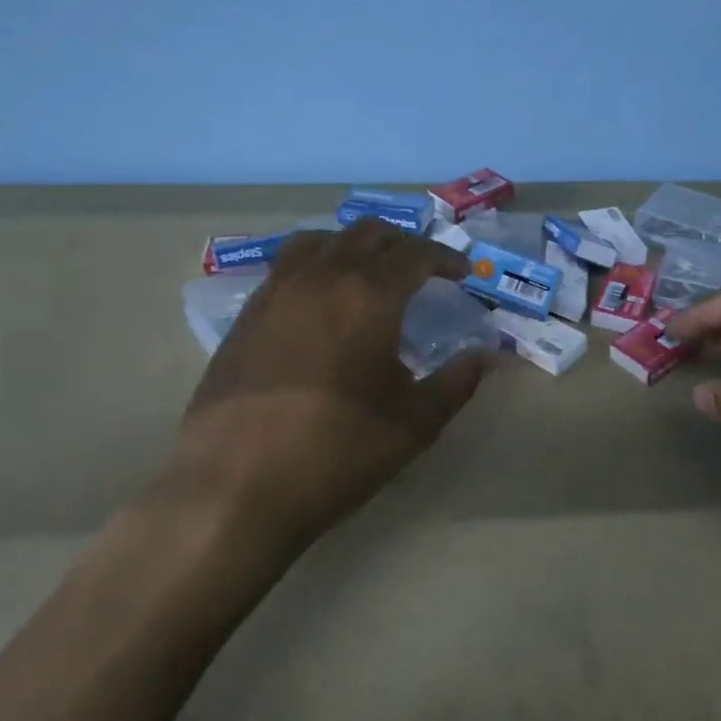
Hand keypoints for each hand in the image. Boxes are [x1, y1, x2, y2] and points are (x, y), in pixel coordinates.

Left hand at [165, 221, 490, 556]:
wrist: (236, 486)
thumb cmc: (336, 452)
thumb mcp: (413, 424)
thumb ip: (456, 383)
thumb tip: (484, 356)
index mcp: (368, 296)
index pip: (416, 254)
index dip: (445, 258)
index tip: (461, 273)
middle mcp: (321, 277)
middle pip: (368, 234)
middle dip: (403, 244)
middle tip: (422, 271)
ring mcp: (277, 291)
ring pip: (322, 240)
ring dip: (354, 246)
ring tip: (369, 273)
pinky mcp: (247, 313)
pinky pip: (287, 265)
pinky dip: (316, 264)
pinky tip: (321, 300)